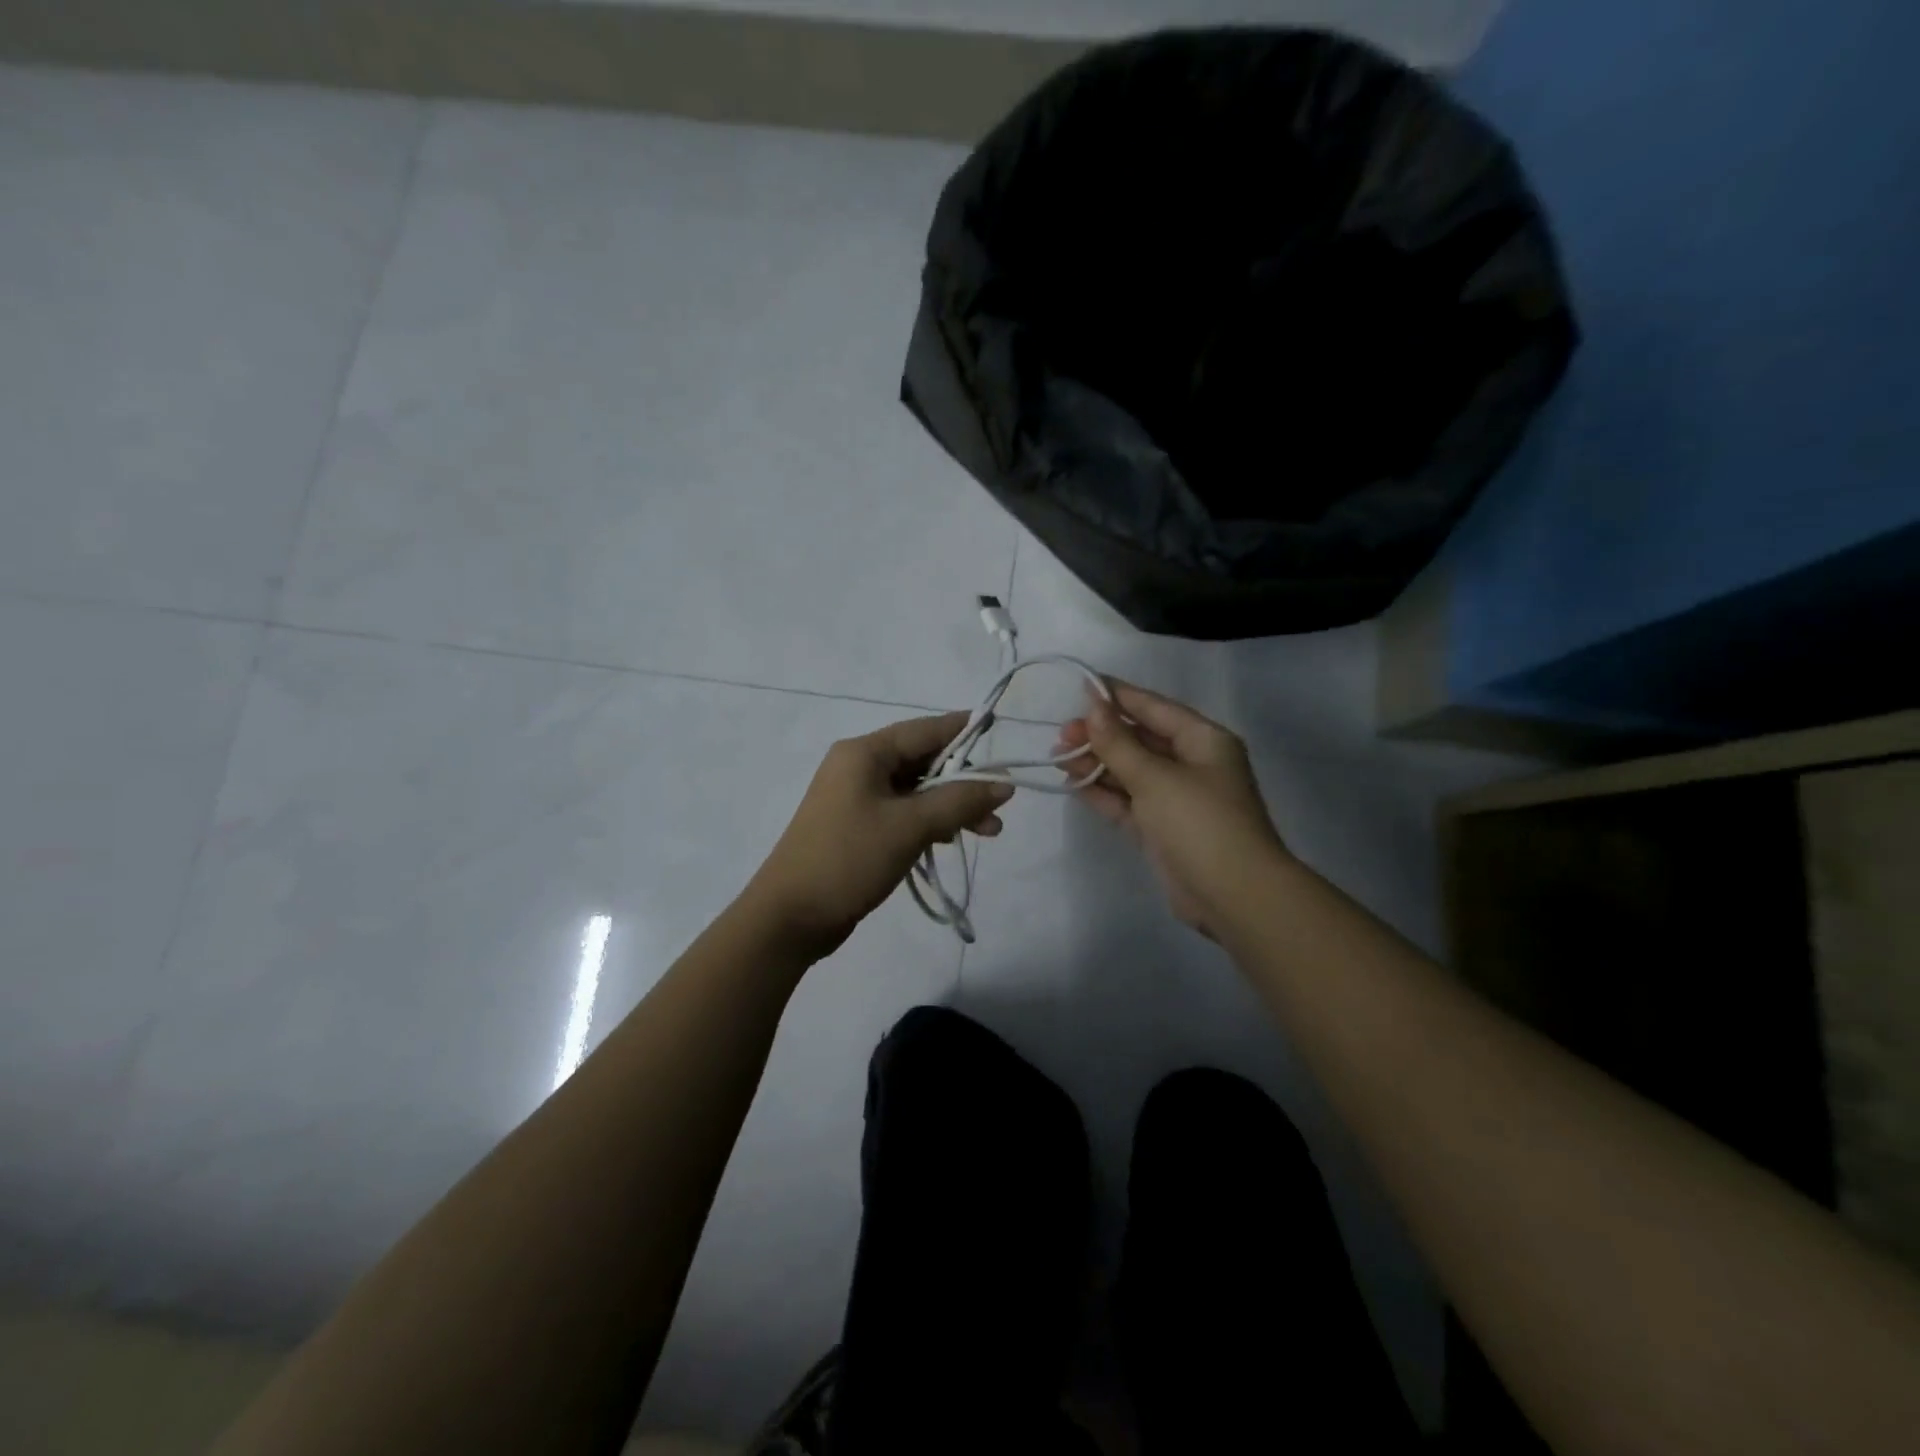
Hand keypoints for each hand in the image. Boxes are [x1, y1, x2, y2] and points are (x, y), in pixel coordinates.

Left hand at [746, 712, 1013, 959]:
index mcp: (865, 753)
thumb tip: (1005, 785)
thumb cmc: (848, 859)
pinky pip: (904, 814)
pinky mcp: (858, 827)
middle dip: (963, 782)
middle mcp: (859, 767)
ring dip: (951, 807)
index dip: (963, 730)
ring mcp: (856, 798)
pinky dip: (930, 823)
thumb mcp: (910, 826)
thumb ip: (959, 801)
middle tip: (1000, 806)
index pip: (925, 730)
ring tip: (989, 832)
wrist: (790, 917)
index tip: (998, 730)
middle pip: (923, 761)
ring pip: (917, 792)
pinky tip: (951, 840)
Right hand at [1057, 680, 1288, 939]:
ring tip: (1057, 757)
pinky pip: (1128, 801)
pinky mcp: (1161, 829)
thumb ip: (1118, 743)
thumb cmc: (1199, 822)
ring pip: (1130, 771)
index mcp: (1202, 740)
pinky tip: (1072, 783)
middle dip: (1101, 735)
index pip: (1154, 708)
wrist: (1233, 895)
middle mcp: (1192, 764)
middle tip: (1061, 735)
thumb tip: (1093, 705)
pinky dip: (1103, 792)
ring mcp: (1176, 798)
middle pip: (1140, 739)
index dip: (1117, 696)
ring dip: (1097, 763)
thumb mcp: (1155, 777)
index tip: (1080, 686)